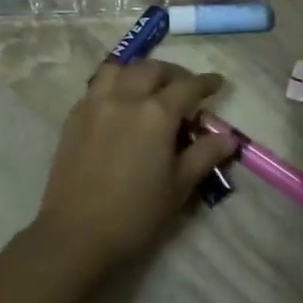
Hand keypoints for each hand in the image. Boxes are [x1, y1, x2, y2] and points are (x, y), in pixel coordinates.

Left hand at [33, 61, 236, 270]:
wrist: (76, 232)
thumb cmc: (135, 213)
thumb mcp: (179, 186)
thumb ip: (204, 155)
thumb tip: (228, 137)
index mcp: (156, 113)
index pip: (188, 86)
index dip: (206, 83)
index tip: (217, 83)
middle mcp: (125, 98)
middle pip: (151, 69)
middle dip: (173, 74)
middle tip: (184, 89)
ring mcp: (95, 104)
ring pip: (119, 69)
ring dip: (139, 72)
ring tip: (148, 88)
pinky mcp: (74, 117)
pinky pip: (97, 86)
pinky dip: (114, 84)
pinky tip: (119, 104)